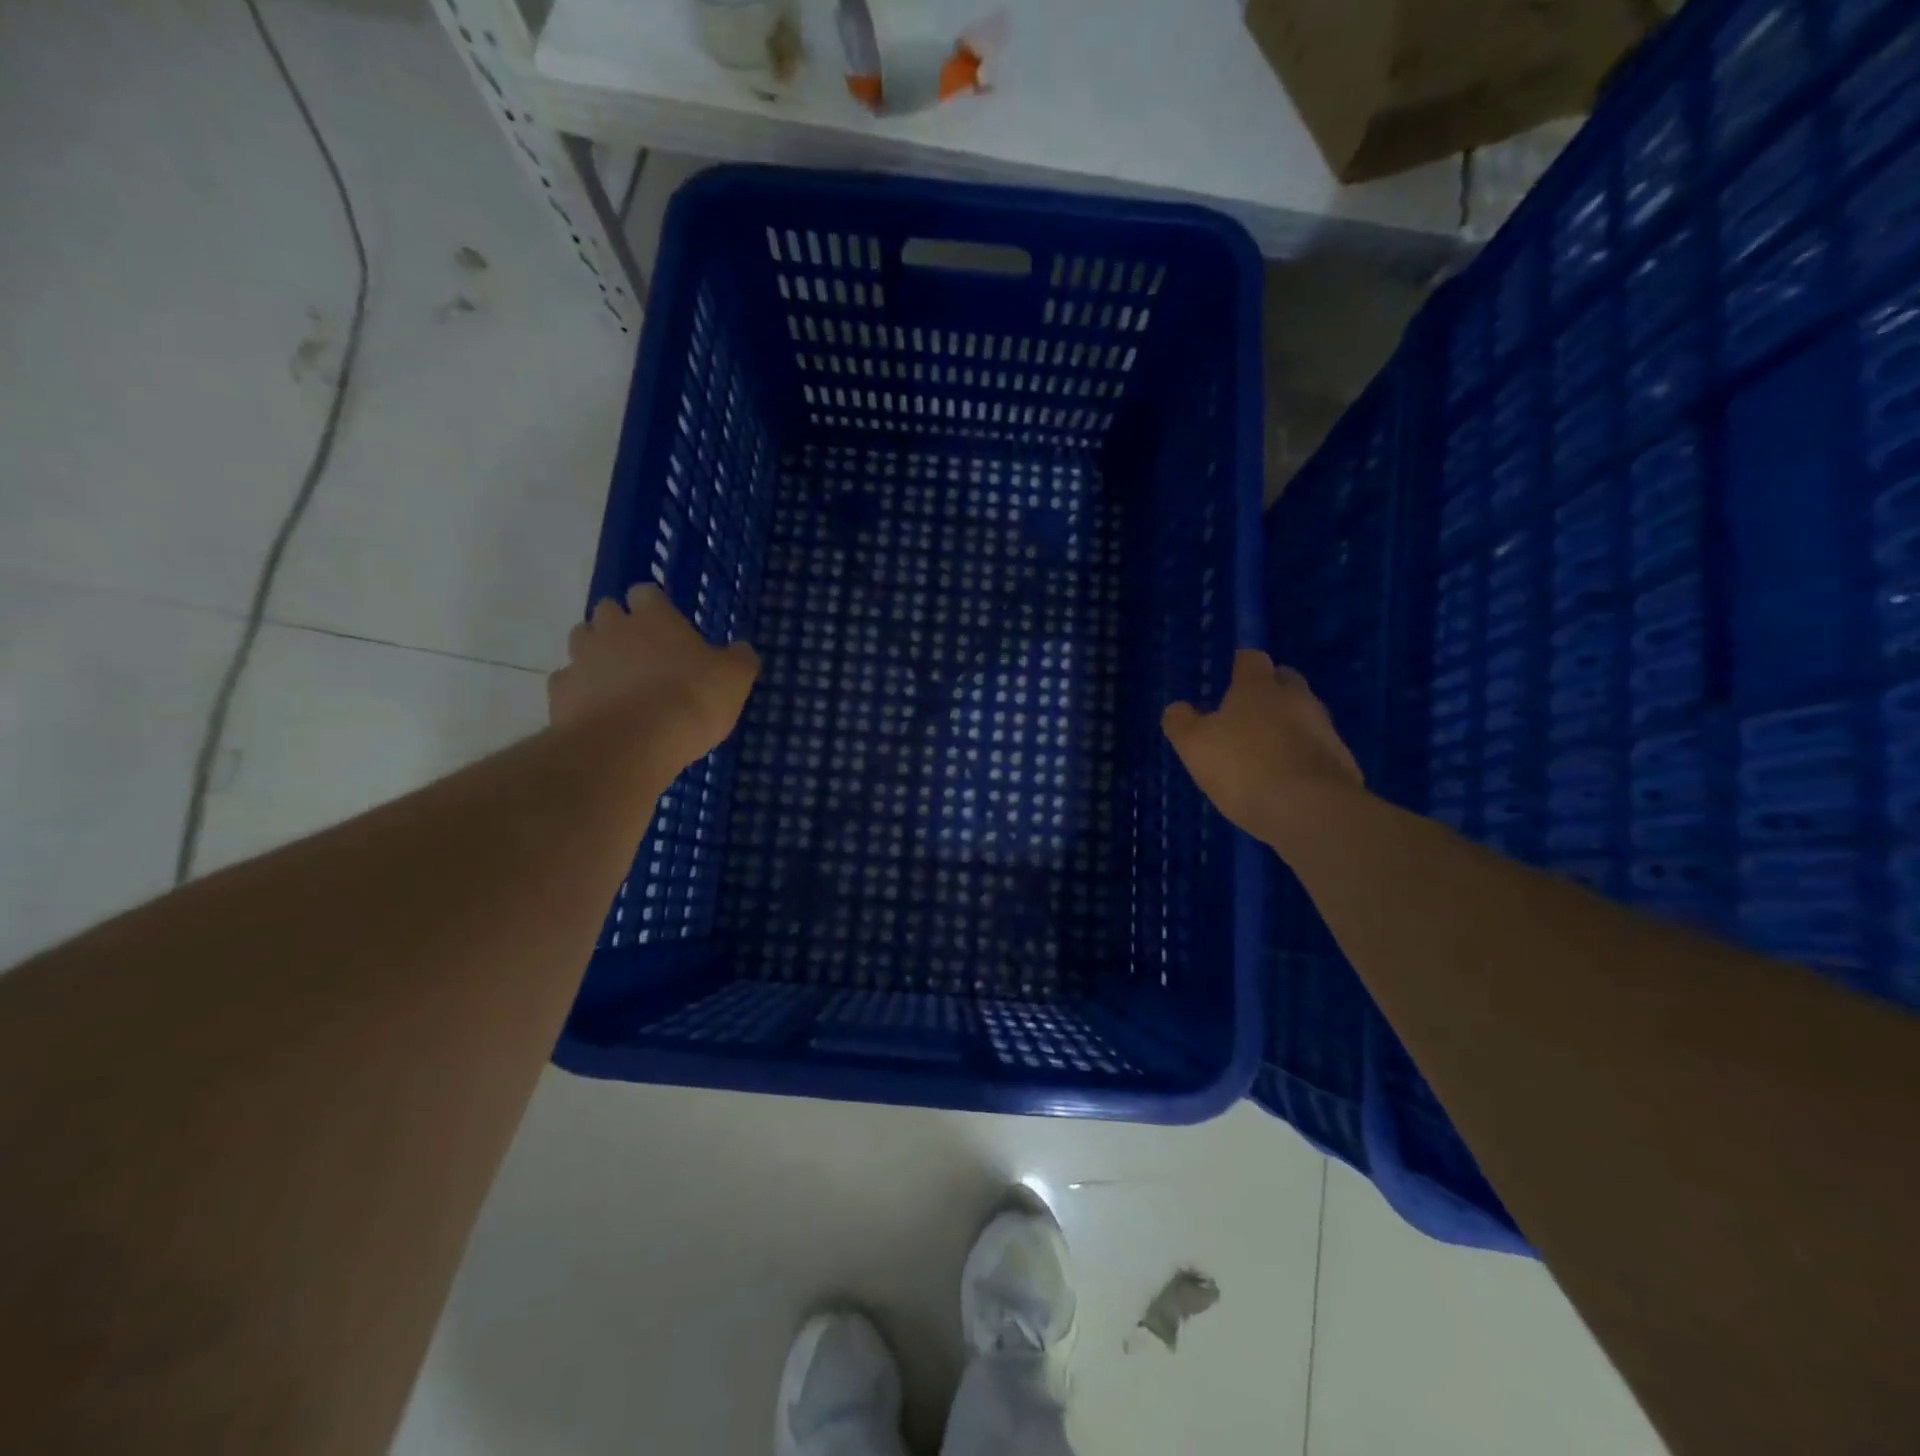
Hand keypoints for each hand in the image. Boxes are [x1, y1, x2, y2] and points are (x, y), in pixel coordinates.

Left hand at [548, 585, 759, 772]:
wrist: (635, 742)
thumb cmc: (693, 699)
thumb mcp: (735, 678)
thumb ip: (738, 659)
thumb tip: (741, 649)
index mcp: (654, 617)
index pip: (646, 593)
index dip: (655, 606)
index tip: (666, 625)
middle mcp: (611, 628)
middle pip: (607, 611)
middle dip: (620, 626)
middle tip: (642, 654)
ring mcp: (581, 659)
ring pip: (580, 641)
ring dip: (596, 654)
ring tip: (617, 681)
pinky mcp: (560, 693)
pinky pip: (567, 683)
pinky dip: (580, 691)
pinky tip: (597, 710)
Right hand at [1162, 649, 1364, 844]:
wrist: (1310, 810)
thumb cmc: (1243, 767)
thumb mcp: (1194, 746)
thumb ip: (1182, 723)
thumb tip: (1178, 708)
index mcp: (1258, 688)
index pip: (1252, 660)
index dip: (1241, 665)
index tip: (1231, 675)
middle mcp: (1297, 699)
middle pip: (1286, 682)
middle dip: (1270, 692)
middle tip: (1248, 714)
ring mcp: (1325, 730)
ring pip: (1305, 716)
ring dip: (1288, 726)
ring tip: (1266, 753)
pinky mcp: (1343, 762)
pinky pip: (1318, 750)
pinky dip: (1303, 757)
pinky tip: (1288, 780)